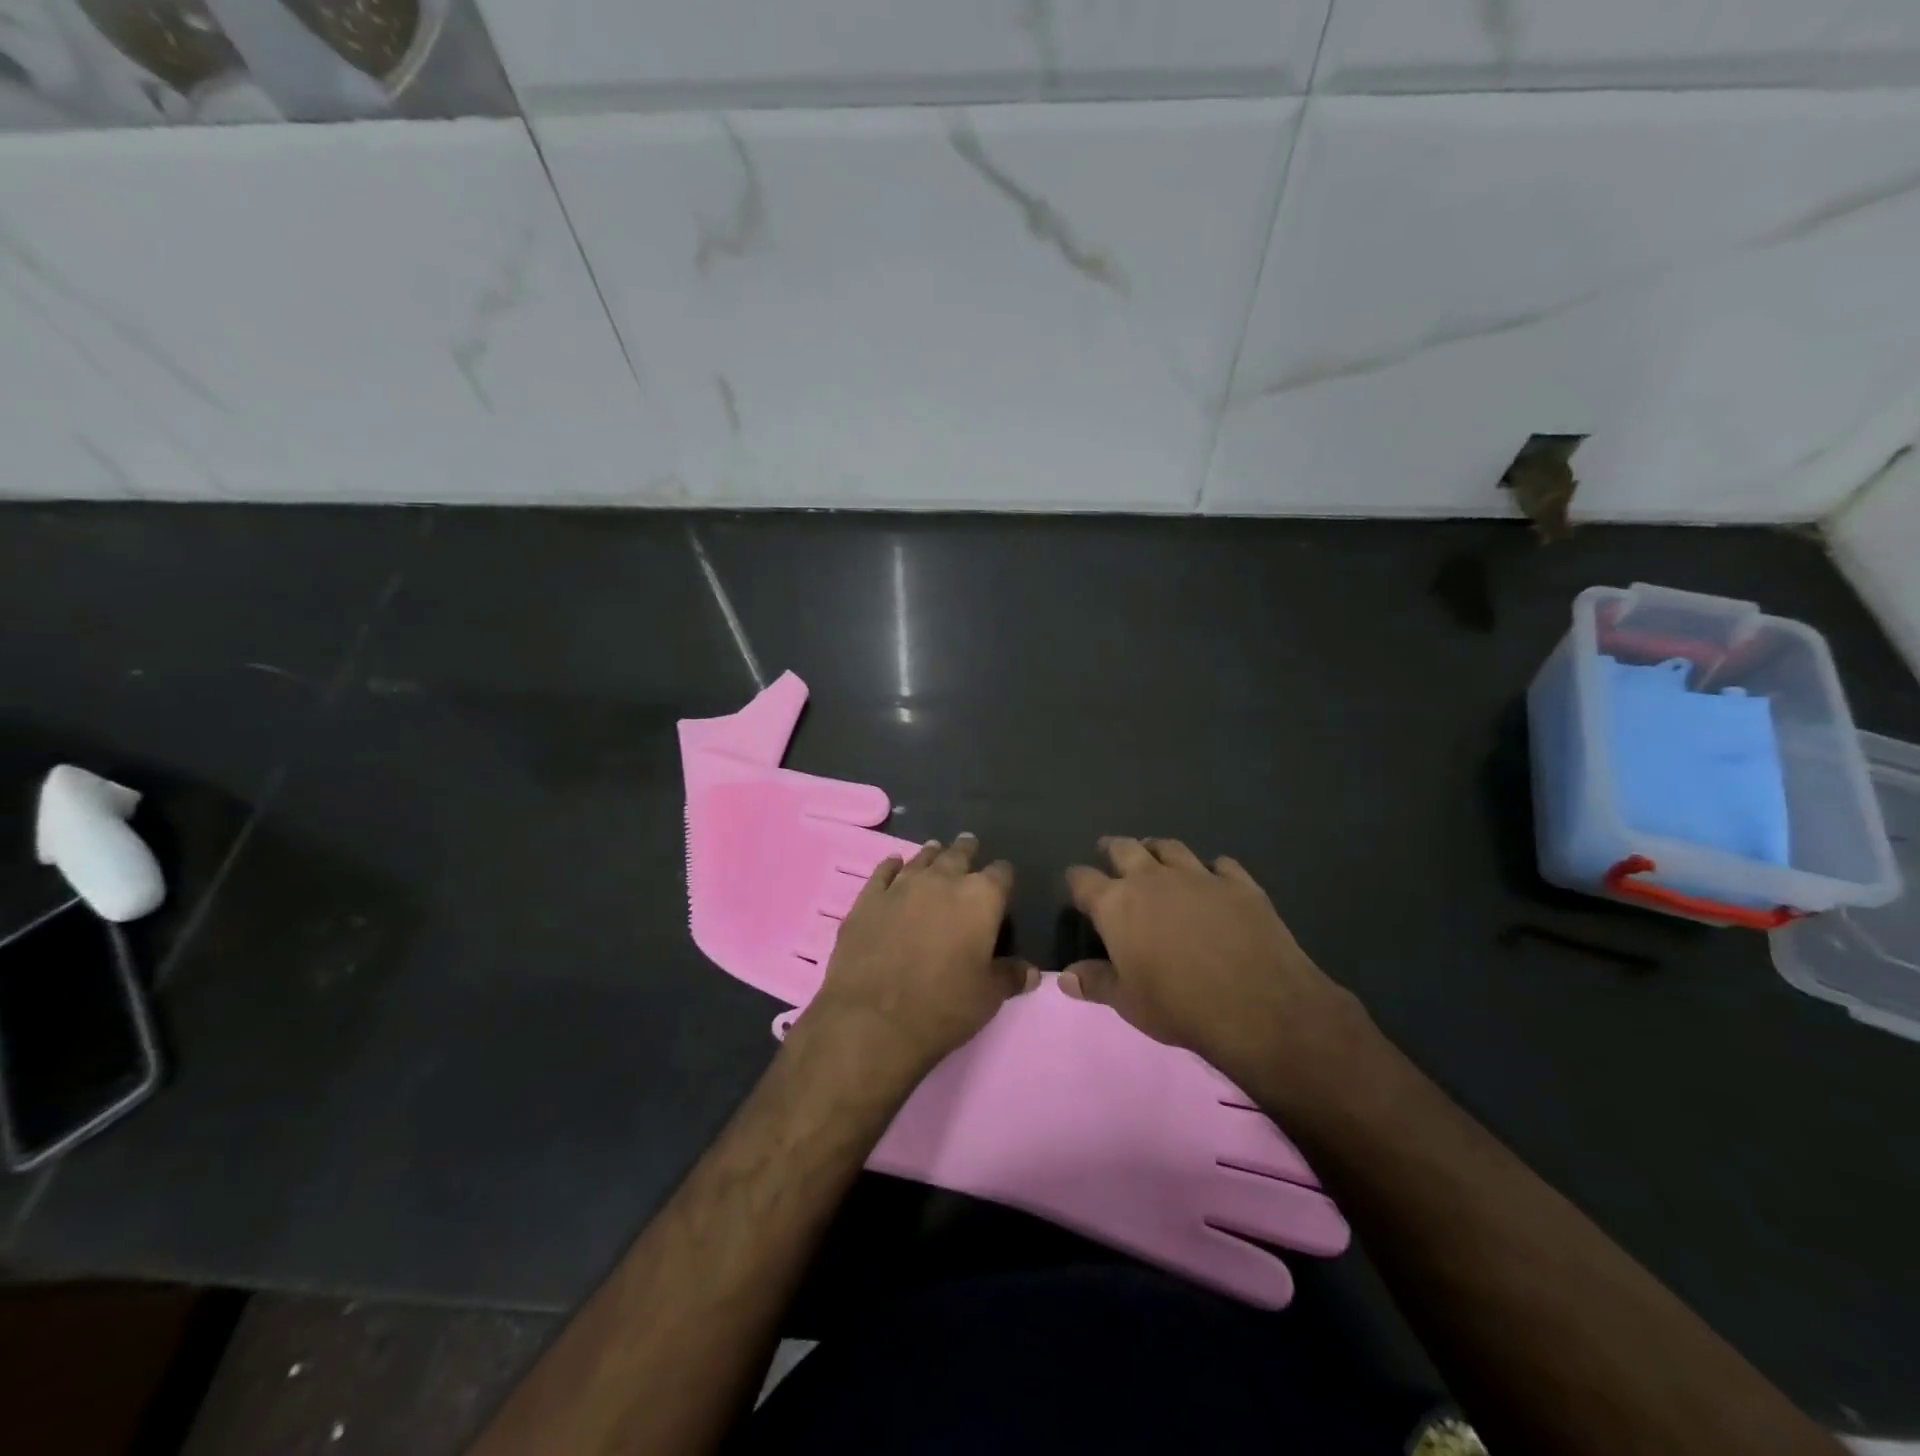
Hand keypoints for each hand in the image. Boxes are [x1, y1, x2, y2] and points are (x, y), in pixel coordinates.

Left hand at [802, 834, 1035, 1080]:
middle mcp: (942, 881)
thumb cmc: (943, 1007)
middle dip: (966, 851)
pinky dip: (891, 866)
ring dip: (931, 854)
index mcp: (980, 899)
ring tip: (936, 849)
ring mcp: (901, 886)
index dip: (1003, 876)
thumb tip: (1031, 971)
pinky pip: (883, 872)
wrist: (873, 1019)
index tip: (1003, 880)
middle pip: (958, 855)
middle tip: (969, 845)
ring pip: (921, 859)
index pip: (1001, 874)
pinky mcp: (868, 899)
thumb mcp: (988, 997)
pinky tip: (893, 864)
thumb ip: (1010, 976)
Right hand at [1060, 837, 1366, 1102]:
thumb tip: (1065, 977)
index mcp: (1117, 904)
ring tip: (1154, 852)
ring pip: (1170, 847)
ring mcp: (1198, 876)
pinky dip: (1212, 868)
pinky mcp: (1239, 884)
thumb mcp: (1128, 1002)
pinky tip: (1214, 876)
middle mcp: (1152, 879)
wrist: (1258, 1005)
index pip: (1083, 880)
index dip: (1076, 881)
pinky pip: (1221, 863)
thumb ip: (1095, 983)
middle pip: (1124, 849)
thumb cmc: (1179, 1006)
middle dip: (1112, 848)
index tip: (1075, 884)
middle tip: (1109, 851)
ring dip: (1157, 848)